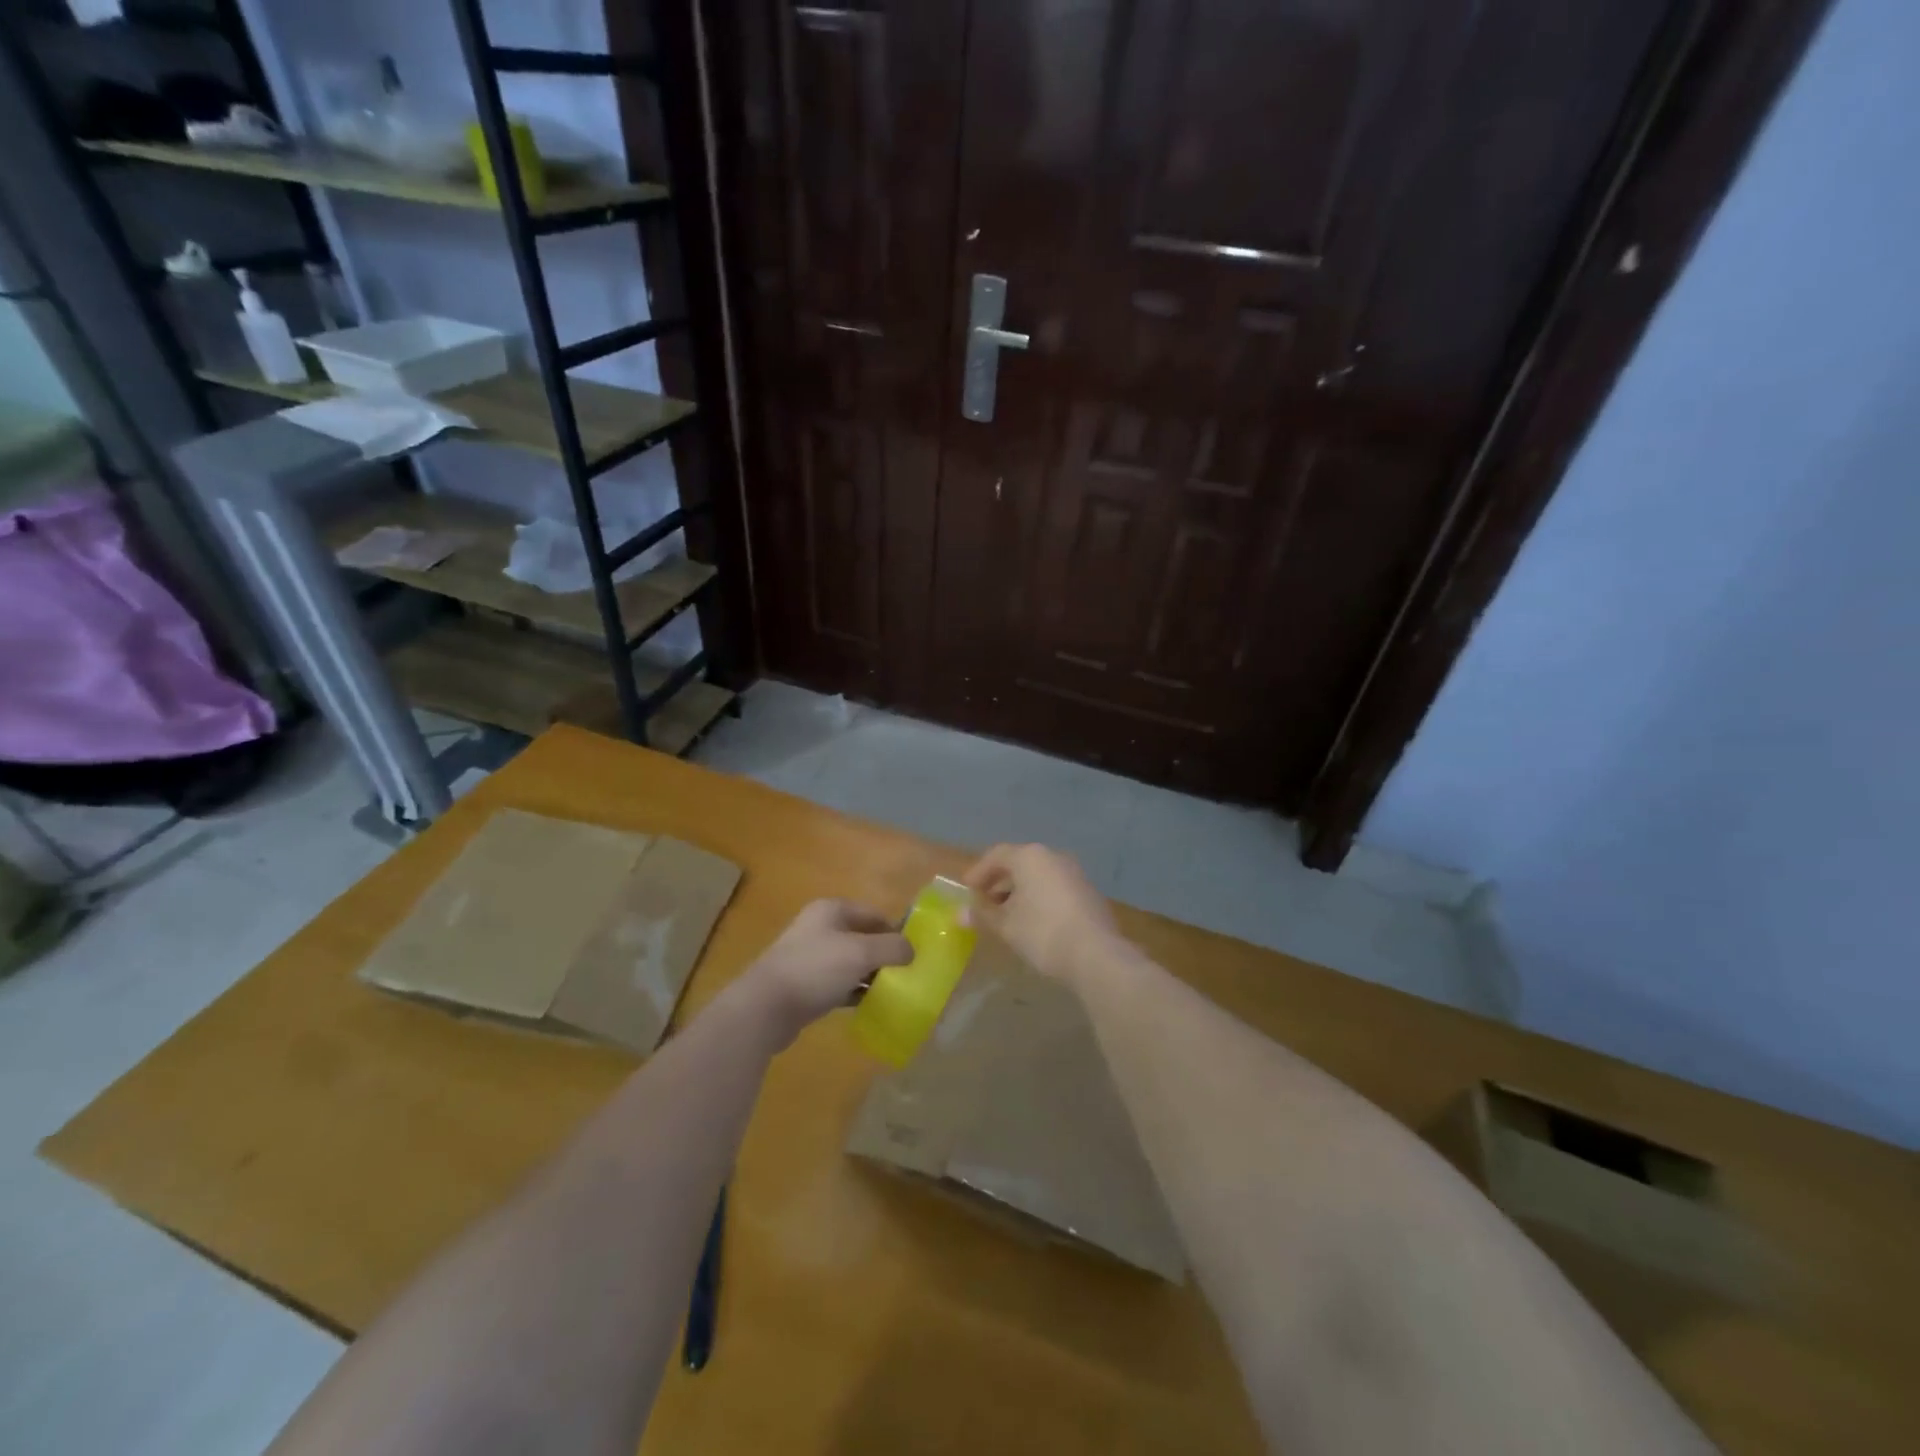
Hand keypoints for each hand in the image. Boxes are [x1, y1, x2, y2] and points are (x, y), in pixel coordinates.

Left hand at [740, 899, 913, 1044]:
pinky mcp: (805, 985)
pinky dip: (854, 991)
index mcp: (831, 910)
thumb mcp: (860, 952)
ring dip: (871, 974)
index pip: (874, 914)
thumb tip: (912, 950)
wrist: (765, 1007)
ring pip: (851, 962)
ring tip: (894, 991)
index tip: (915, 953)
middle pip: (862, 937)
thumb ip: (892, 947)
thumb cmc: (815, 969)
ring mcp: (810, 957)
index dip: (896, 931)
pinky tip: (870, 1005)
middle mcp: (820, 928)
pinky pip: (838, 984)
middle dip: (884, 954)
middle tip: (907, 974)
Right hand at [962, 843, 1122, 982]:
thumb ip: (983, 916)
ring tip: (1006, 915)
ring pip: (1039, 875)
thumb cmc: (1042, 933)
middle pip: (1019, 863)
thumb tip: (960, 914)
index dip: (979, 872)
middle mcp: (1054, 857)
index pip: (997, 855)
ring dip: (1019, 891)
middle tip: (984, 903)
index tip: (967, 889)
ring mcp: (1074, 873)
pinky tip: (1033, 921)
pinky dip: (1039, 897)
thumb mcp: (1006, 926)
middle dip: (999, 882)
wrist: (1096, 955)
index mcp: (1030, 857)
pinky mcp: (1088, 892)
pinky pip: (1055, 887)